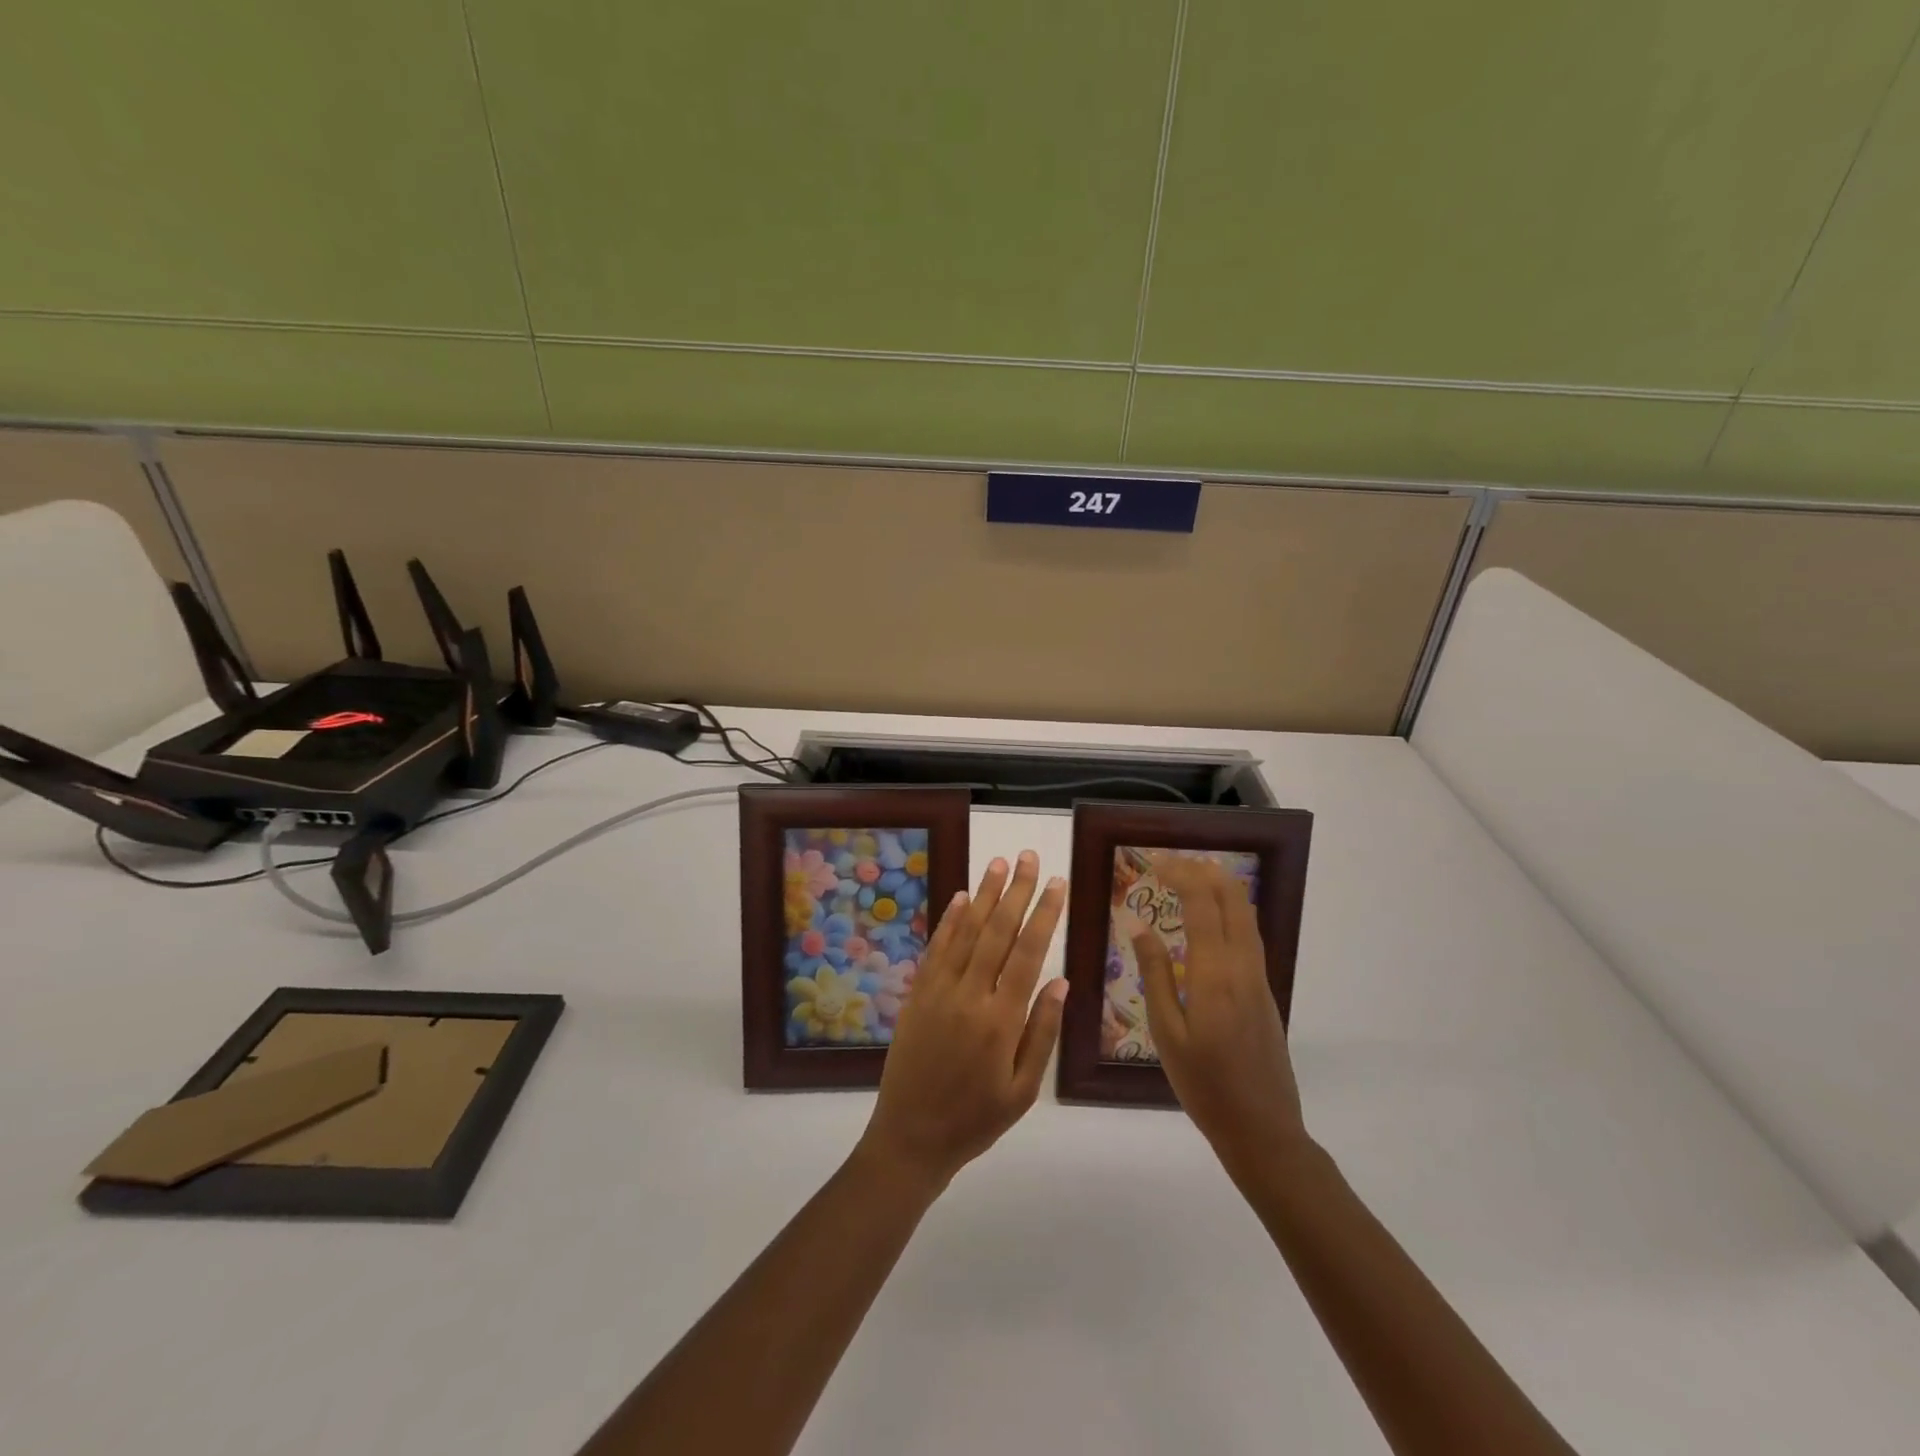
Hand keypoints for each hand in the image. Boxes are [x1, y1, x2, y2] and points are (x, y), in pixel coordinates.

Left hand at [858, 852, 1068, 1188]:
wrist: (910, 1137)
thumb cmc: (976, 1119)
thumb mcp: (1023, 1090)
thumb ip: (1042, 1032)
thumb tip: (1060, 980)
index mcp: (1001, 1020)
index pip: (1027, 953)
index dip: (1044, 914)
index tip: (1057, 883)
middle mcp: (969, 995)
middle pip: (997, 931)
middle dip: (1016, 891)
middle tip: (1029, 857)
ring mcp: (939, 990)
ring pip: (966, 932)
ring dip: (983, 895)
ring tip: (998, 863)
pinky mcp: (917, 993)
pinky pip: (936, 948)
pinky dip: (949, 920)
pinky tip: (961, 898)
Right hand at [1123, 855, 1307, 1174]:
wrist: (1263, 1129)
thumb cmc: (1204, 1085)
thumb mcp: (1167, 1033)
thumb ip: (1155, 974)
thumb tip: (1138, 925)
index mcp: (1215, 975)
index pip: (1202, 905)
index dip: (1181, 875)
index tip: (1154, 863)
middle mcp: (1243, 967)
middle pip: (1232, 899)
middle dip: (1203, 871)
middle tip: (1171, 863)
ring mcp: (1259, 978)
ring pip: (1246, 914)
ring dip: (1220, 886)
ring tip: (1191, 875)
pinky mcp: (1264, 990)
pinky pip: (1250, 933)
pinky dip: (1230, 909)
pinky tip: (1211, 915)